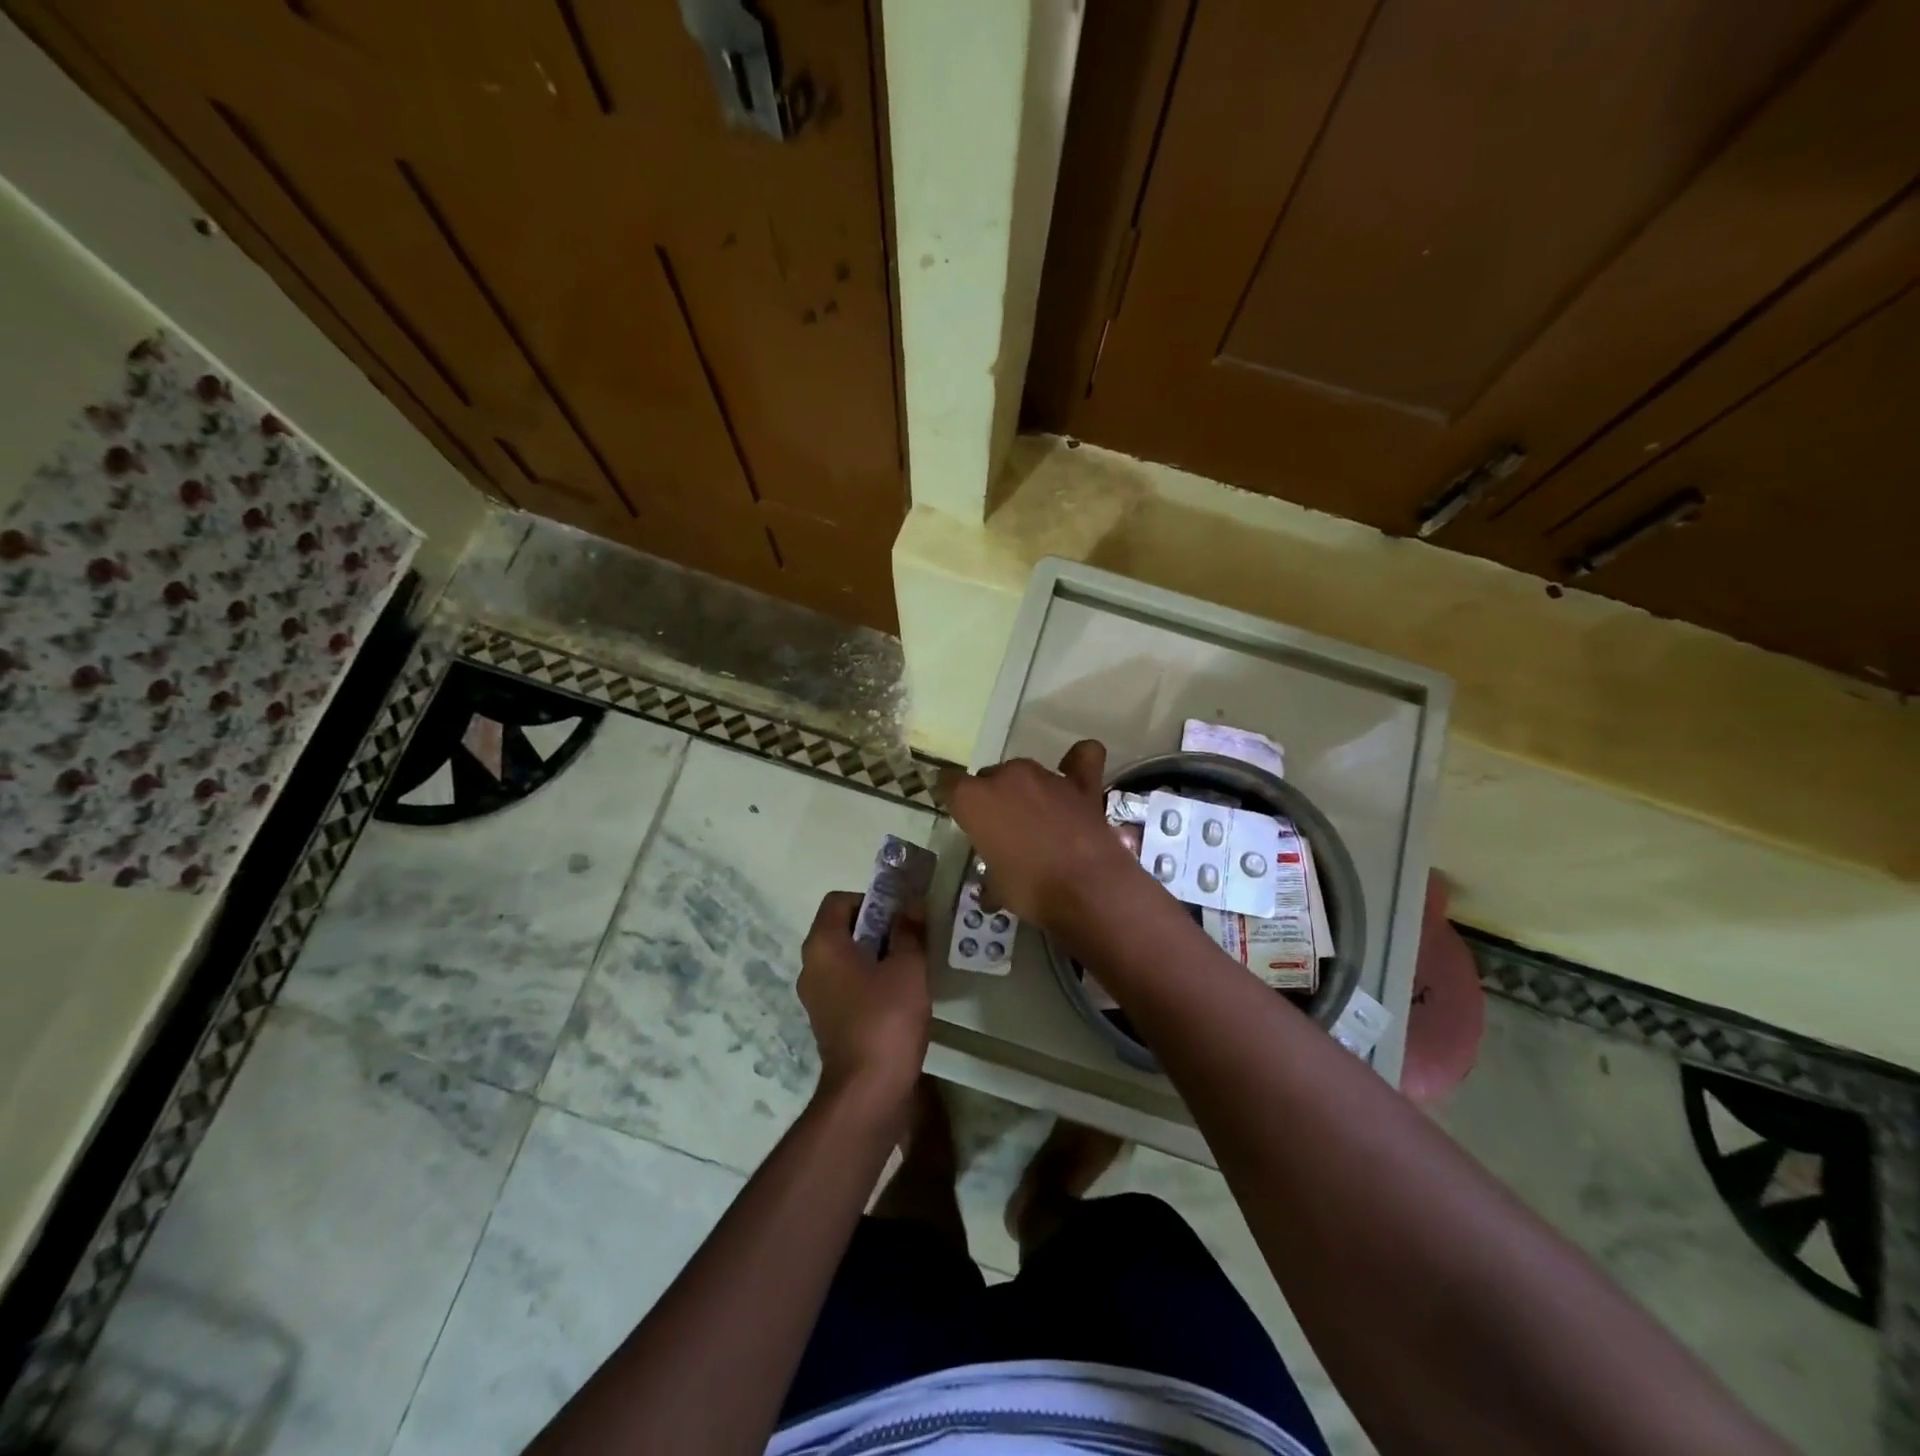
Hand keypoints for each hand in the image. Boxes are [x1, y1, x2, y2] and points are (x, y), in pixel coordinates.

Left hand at [797, 890, 930, 1114]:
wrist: (867, 1091)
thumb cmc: (886, 1019)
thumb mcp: (908, 967)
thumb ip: (909, 931)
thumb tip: (910, 904)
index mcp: (822, 945)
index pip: (838, 901)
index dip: (871, 899)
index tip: (900, 915)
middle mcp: (811, 966)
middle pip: (841, 929)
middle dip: (877, 927)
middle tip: (911, 938)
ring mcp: (816, 997)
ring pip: (845, 959)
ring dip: (875, 955)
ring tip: (909, 966)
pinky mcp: (827, 1021)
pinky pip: (847, 985)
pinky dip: (869, 981)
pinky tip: (899, 996)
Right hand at [940, 740, 1140, 929]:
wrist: (1088, 890)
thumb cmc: (1030, 891)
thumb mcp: (996, 888)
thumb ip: (990, 876)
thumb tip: (990, 891)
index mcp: (974, 799)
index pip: (948, 783)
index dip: (951, 796)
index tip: (957, 812)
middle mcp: (1006, 777)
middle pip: (990, 777)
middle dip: (993, 799)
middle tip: (1003, 830)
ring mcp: (1046, 776)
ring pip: (1026, 773)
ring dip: (1027, 791)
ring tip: (1038, 820)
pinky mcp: (1082, 784)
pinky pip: (1082, 758)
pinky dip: (1077, 762)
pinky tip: (1074, 776)